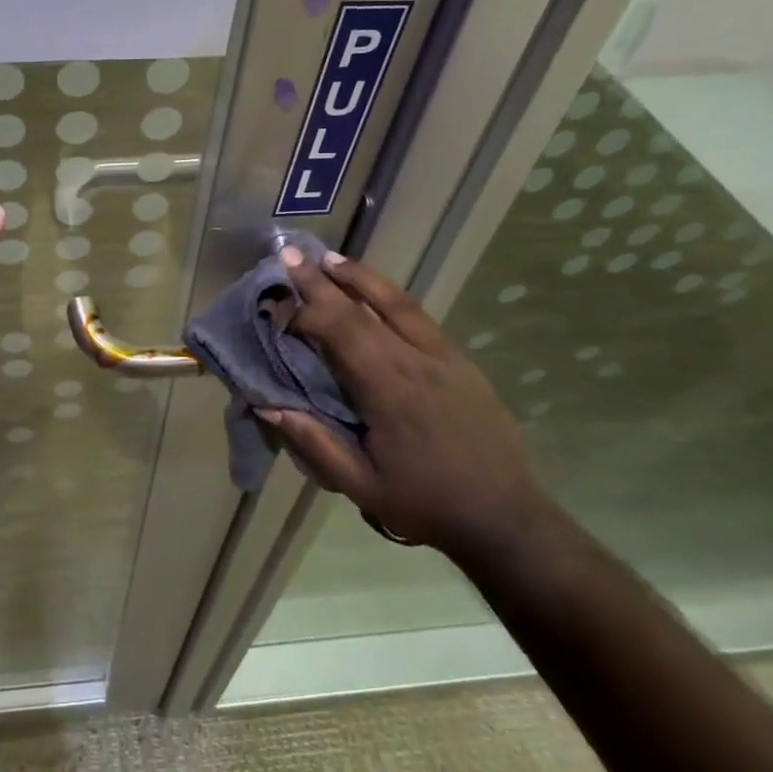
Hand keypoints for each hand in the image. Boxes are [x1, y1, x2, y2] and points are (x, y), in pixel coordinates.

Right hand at [258, 249, 545, 562]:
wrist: (506, 519)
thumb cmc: (426, 504)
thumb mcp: (362, 485)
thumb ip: (314, 442)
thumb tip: (267, 405)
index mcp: (390, 390)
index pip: (340, 331)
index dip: (304, 312)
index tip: (275, 310)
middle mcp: (417, 361)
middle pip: (362, 308)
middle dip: (322, 280)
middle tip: (290, 252)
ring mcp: (444, 357)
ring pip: (397, 303)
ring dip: (360, 277)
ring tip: (329, 259)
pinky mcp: (461, 363)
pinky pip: (419, 317)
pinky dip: (390, 297)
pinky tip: (374, 294)